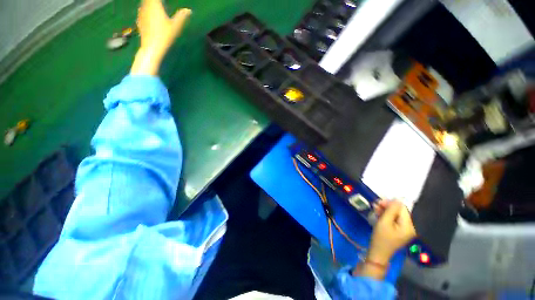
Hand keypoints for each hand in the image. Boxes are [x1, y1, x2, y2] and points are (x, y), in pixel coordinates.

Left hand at [131, 0, 191, 74]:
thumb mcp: (176, 25)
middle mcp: (147, 10)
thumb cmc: (163, 36)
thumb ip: (182, 16)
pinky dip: (144, 8)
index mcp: (156, 7)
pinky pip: (141, 12)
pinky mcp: (140, 23)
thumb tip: (188, 10)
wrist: (150, 50)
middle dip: (152, 0)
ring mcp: (142, 17)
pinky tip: (146, 10)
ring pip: (143, 4)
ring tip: (152, 3)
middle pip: (147, 0)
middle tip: (158, 1)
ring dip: (147, 2)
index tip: (162, 0)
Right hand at [353, 200, 415, 279]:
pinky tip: (381, 217)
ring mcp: (406, 231)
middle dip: (389, 208)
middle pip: (401, 212)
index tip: (379, 203)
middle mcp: (410, 227)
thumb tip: (395, 199)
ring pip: (398, 216)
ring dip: (388, 212)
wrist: (377, 258)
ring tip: (377, 210)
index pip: (402, 208)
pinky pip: (397, 222)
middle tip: (377, 206)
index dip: (391, 203)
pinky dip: (389, 219)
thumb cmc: (380, 241)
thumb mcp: (384, 223)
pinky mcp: (401, 233)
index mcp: (408, 225)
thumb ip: (391, 209)